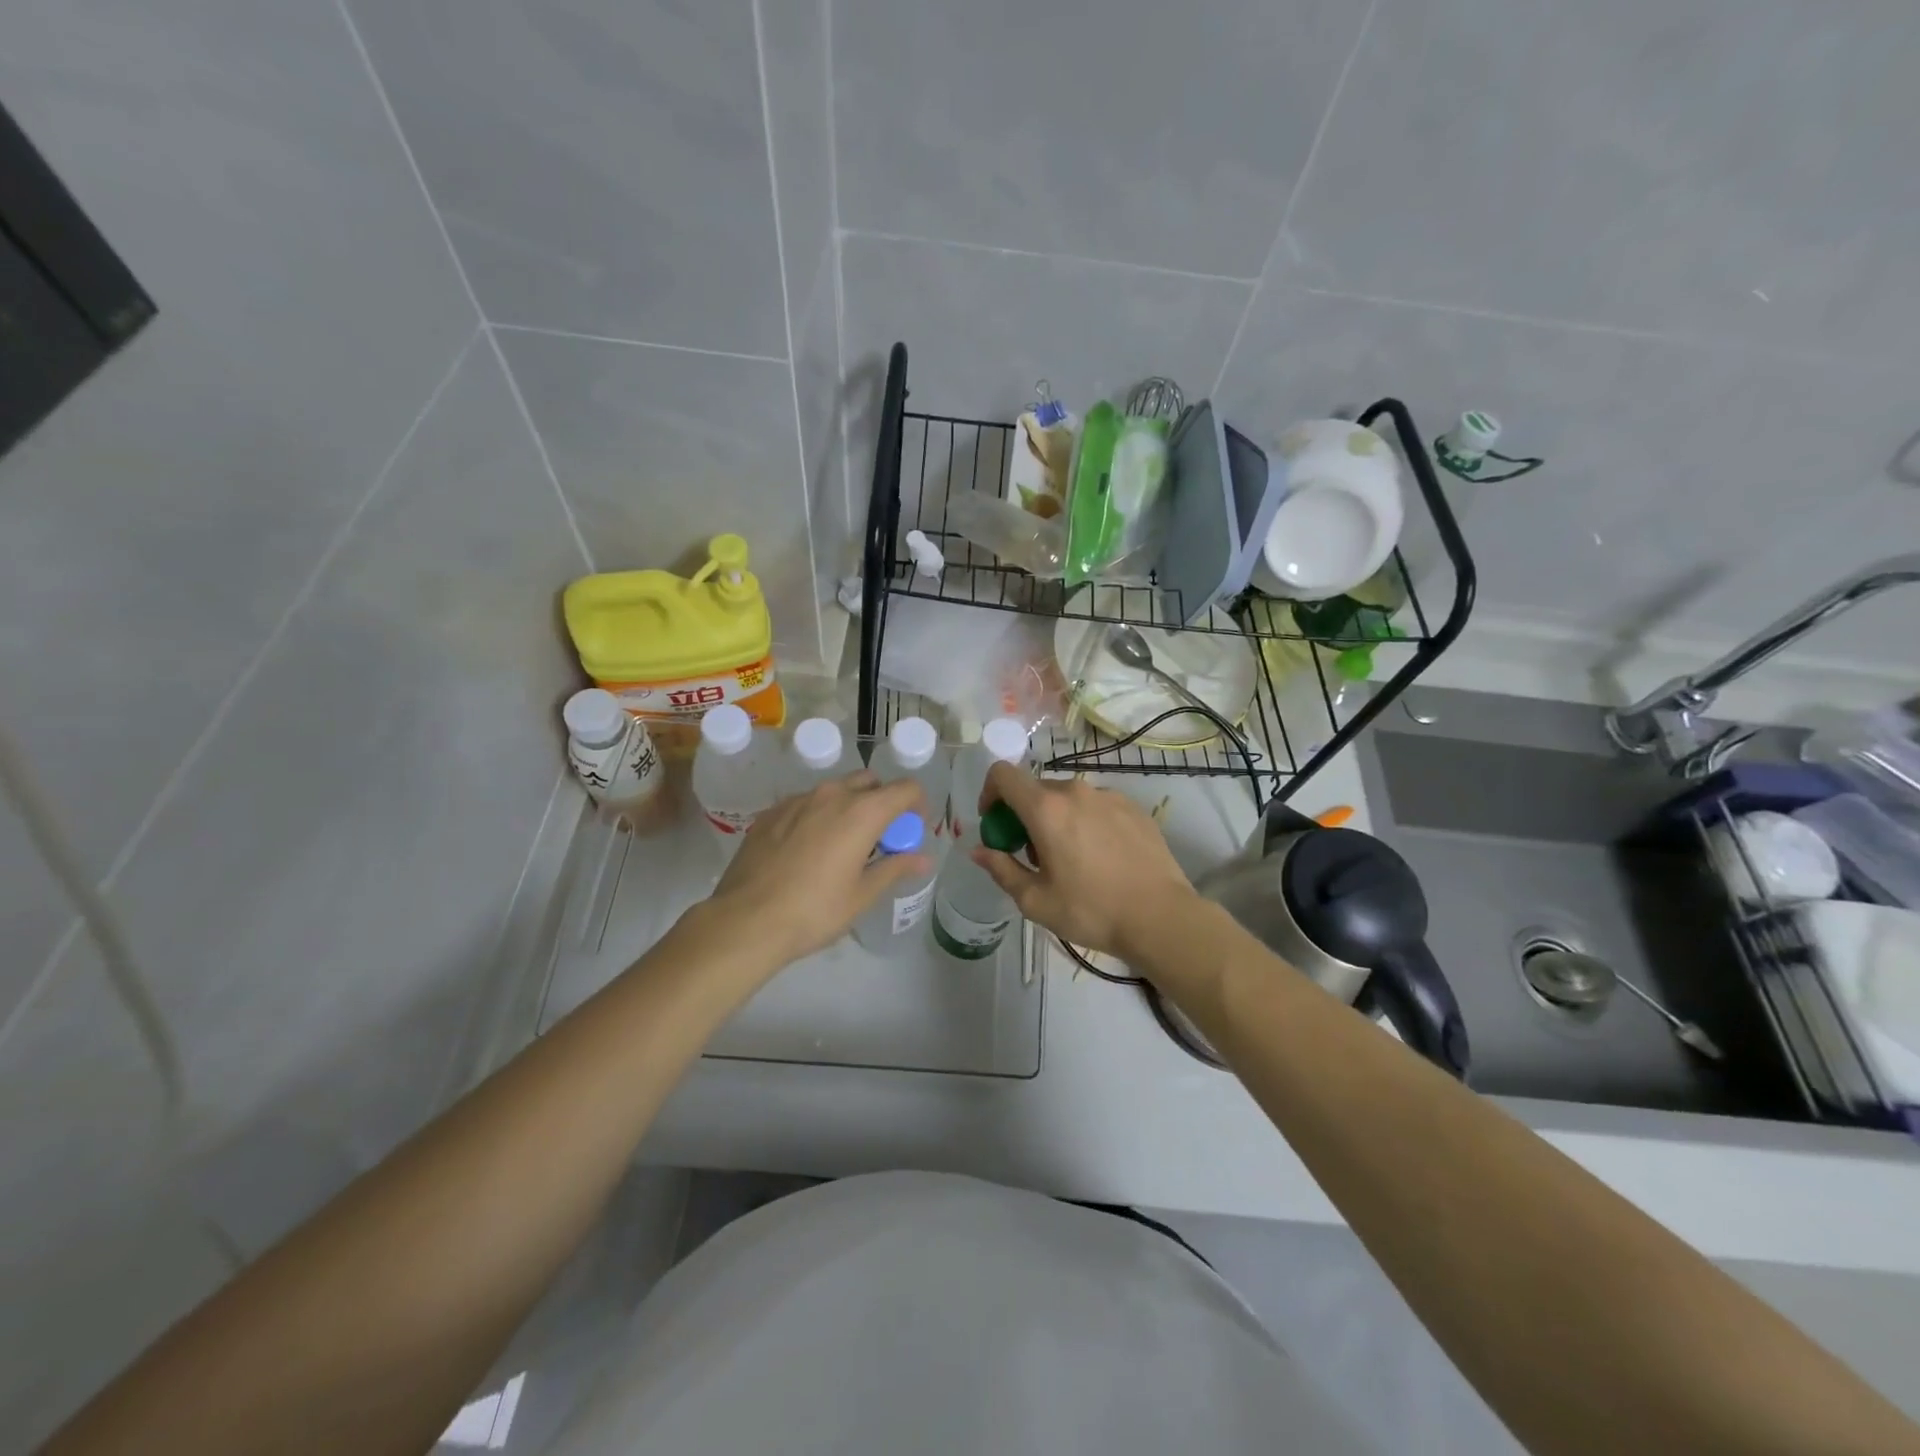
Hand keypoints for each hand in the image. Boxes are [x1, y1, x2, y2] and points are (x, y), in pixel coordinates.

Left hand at [709, 771, 929, 963]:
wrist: (745, 921)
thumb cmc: (814, 911)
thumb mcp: (862, 895)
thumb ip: (895, 868)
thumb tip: (923, 859)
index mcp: (862, 812)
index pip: (905, 789)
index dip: (917, 805)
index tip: (913, 829)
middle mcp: (831, 795)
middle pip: (869, 782)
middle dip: (882, 802)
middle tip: (880, 837)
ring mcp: (797, 800)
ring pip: (835, 790)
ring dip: (849, 807)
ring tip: (842, 844)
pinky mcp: (770, 813)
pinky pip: (805, 803)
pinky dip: (818, 816)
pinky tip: (807, 850)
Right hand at [971, 763, 1194, 960]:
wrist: (1160, 917)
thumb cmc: (1091, 910)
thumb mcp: (1035, 900)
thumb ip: (1001, 869)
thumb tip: (979, 851)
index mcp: (1046, 809)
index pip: (1003, 775)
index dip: (989, 792)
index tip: (994, 822)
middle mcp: (1075, 791)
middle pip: (1035, 789)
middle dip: (1024, 815)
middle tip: (1031, 853)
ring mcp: (1108, 795)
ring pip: (1068, 798)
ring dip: (1057, 818)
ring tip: (1070, 858)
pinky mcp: (1133, 806)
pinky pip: (1096, 805)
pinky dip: (1086, 822)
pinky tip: (1101, 857)